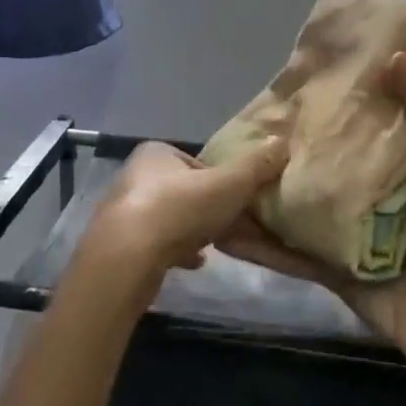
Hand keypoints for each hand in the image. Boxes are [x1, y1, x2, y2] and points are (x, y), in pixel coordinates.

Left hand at [85, 139, 290, 276]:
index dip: (221, 181)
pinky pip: (157, 244)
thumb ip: (256, 166)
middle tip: (231, 225)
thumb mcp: (228, 185)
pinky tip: (195, 263)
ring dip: (192, 230)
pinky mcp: (121, 243)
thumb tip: (283, 142)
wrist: (128, 257)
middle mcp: (135, 176)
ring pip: (170, 218)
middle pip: (184, 191)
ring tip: (215, 245)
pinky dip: (177, 250)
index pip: (196, 163)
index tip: (237, 200)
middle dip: (207, 208)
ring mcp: (125, 211)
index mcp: (155, 153)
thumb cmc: (179, 209)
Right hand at [224, 53, 405, 368]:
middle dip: (295, 144)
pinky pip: (289, 250)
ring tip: (223, 171)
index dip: (346, 100)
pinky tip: (223, 229)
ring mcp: (347, 231)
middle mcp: (373, 194)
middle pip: (327, 162)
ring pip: (299, 203)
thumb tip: (396, 58)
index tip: (311, 76)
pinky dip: (259, 243)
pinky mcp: (328, 265)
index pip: (371, 124)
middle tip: (253, 119)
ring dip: (265, 193)